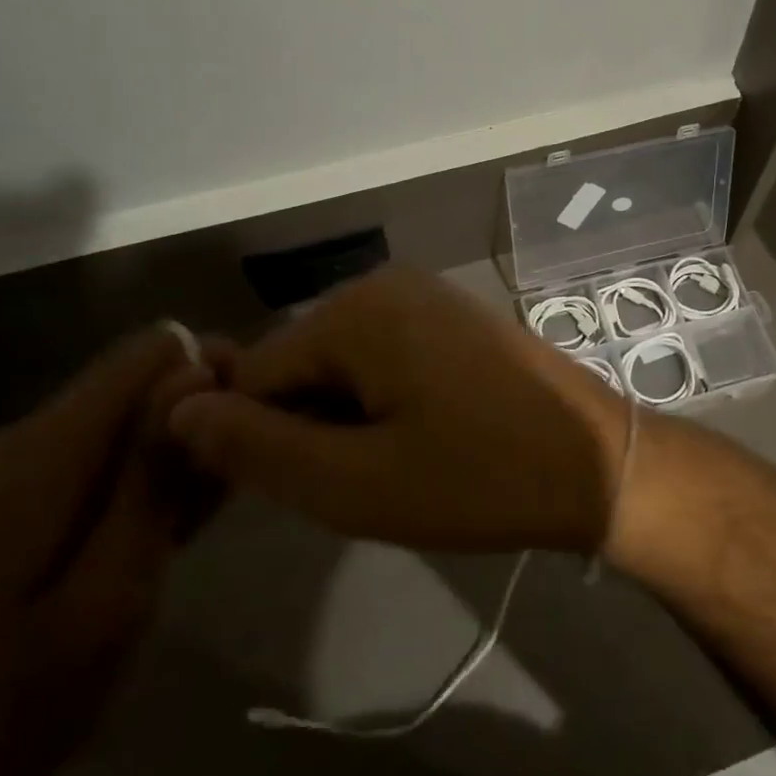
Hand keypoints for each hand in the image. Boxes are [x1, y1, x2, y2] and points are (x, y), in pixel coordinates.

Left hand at [0, 326, 216, 775]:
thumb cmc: (21, 695)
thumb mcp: (112, 590)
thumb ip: (152, 475)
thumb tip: (196, 369)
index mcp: (45, 450)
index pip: (151, 350)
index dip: (212, 367)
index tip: (254, 413)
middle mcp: (27, 437)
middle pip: (140, 379)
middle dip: (201, 407)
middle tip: (245, 469)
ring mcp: (17, 468)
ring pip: (127, 418)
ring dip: (179, 445)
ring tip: (218, 499)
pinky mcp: (19, 497)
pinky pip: (102, 455)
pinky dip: (145, 474)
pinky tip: (175, 521)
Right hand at [167, 267, 632, 556]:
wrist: (597, 462)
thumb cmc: (479, 477)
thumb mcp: (355, 482)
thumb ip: (257, 449)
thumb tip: (178, 411)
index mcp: (354, 309)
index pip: (254, 376)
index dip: (260, 442)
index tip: (303, 492)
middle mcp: (383, 283)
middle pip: (299, 365)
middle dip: (309, 429)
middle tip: (362, 484)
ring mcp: (423, 296)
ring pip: (340, 366)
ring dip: (345, 421)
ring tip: (395, 467)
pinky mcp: (450, 318)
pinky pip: (382, 358)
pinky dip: (381, 403)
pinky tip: (420, 441)